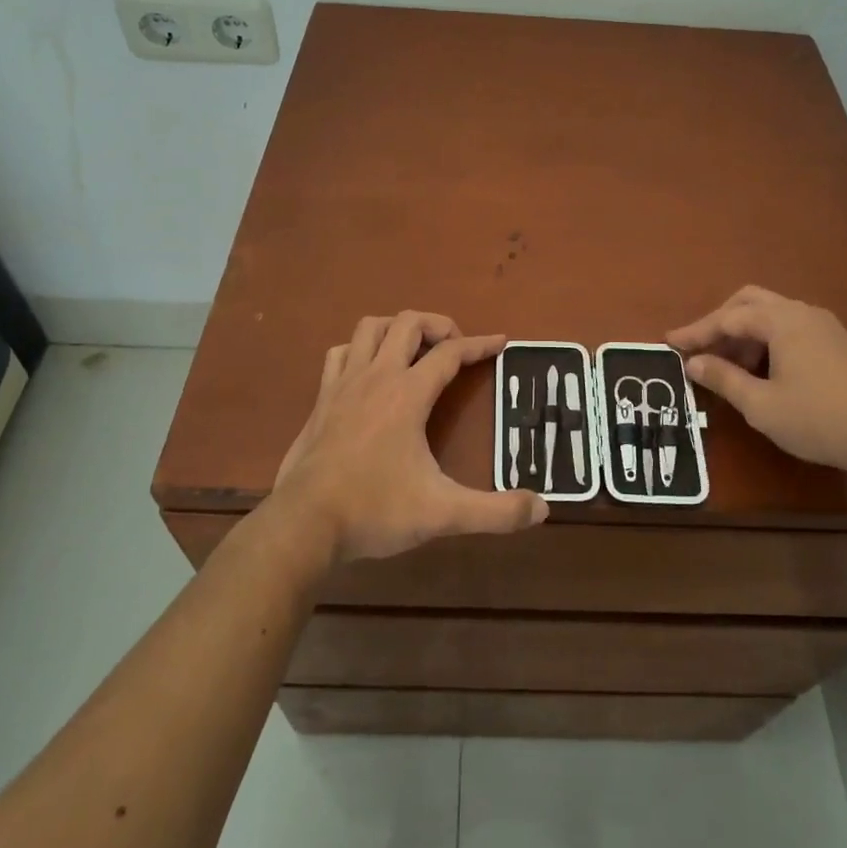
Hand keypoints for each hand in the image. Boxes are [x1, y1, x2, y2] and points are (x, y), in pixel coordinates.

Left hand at [269, 311, 546, 564]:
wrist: (304, 524)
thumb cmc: (375, 510)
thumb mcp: (443, 513)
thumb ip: (495, 512)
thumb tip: (542, 509)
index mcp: (407, 394)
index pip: (451, 353)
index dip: (480, 344)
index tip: (502, 342)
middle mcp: (376, 377)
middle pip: (408, 323)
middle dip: (439, 325)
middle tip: (457, 347)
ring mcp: (344, 384)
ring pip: (370, 328)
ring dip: (397, 328)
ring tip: (415, 349)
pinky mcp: (322, 400)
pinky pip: (340, 354)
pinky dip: (359, 350)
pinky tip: (368, 371)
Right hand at [667, 285, 846, 480]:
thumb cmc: (819, 419)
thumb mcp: (761, 405)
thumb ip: (723, 379)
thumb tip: (693, 362)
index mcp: (782, 320)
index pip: (728, 317)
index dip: (696, 331)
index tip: (669, 343)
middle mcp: (803, 313)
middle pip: (750, 302)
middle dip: (720, 322)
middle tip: (698, 348)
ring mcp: (825, 326)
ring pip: (772, 315)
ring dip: (744, 335)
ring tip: (728, 369)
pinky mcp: (838, 344)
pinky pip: (790, 329)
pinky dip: (766, 342)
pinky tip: (762, 372)